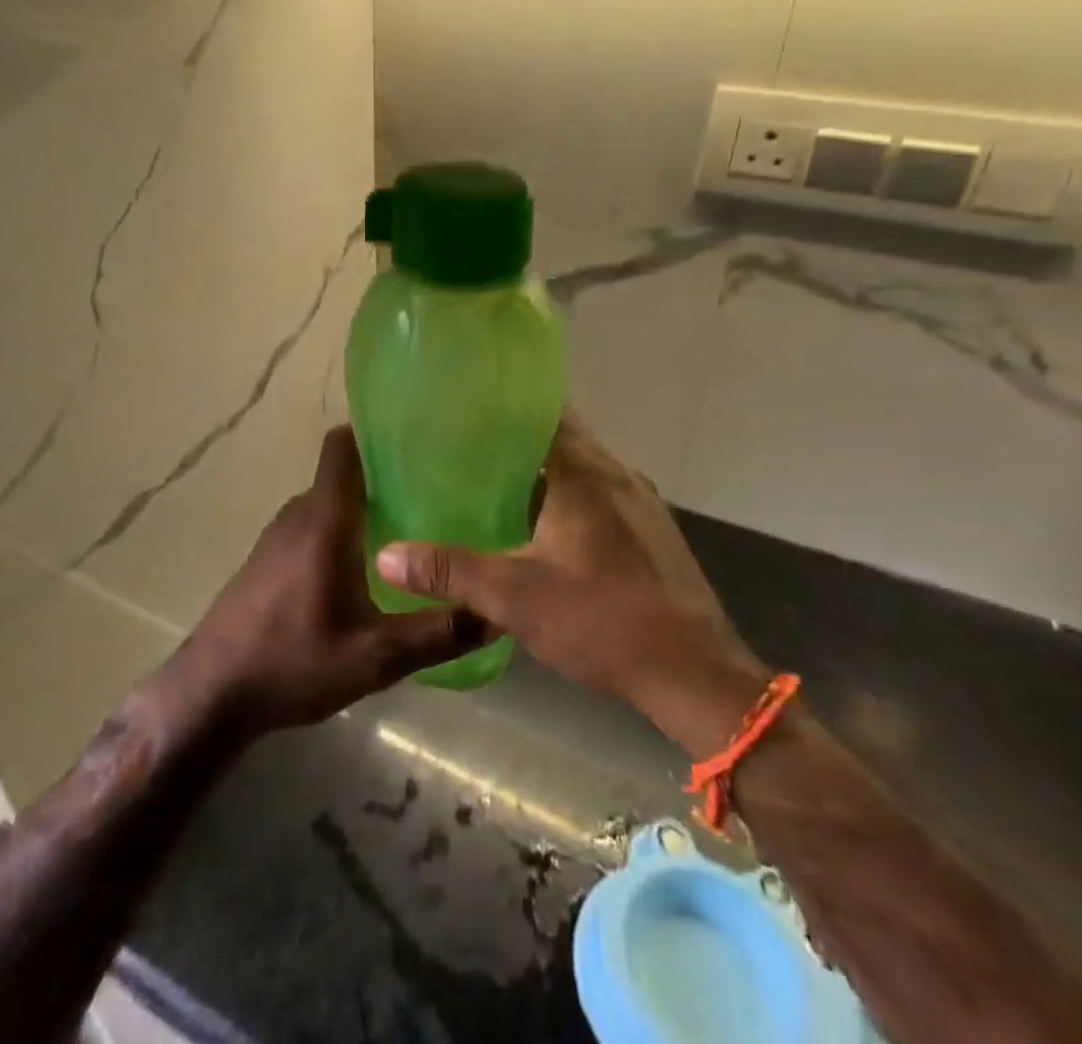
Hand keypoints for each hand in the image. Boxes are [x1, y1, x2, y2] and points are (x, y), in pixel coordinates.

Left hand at [161, 427, 486, 739]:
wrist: (212, 692)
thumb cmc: (291, 663)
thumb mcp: (375, 657)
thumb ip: (437, 634)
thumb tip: (495, 614)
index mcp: (324, 520)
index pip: (342, 446)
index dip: (375, 432)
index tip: (419, 440)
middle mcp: (300, 514)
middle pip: (346, 475)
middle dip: (387, 478)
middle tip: (438, 494)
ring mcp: (280, 535)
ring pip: (331, 503)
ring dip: (366, 508)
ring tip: (414, 529)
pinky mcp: (270, 558)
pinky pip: (316, 525)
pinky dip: (344, 531)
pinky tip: (369, 569)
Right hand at [377, 414, 766, 747]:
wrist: (695, 675)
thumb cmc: (602, 621)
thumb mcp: (514, 597)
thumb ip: (450, 571)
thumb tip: (386, 555)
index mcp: (583, 473)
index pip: (545, 412)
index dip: (506, 406)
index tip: (467, 406)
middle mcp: (616, 474)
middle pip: (562, 438)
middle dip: (517, 441)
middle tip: (467, 449)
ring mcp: (642, 503)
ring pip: (583, 469)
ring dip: (546, 472)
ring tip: (496, 485)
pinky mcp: (654, 532)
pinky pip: (602, 495)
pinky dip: (570, 497)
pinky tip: (544, 528)